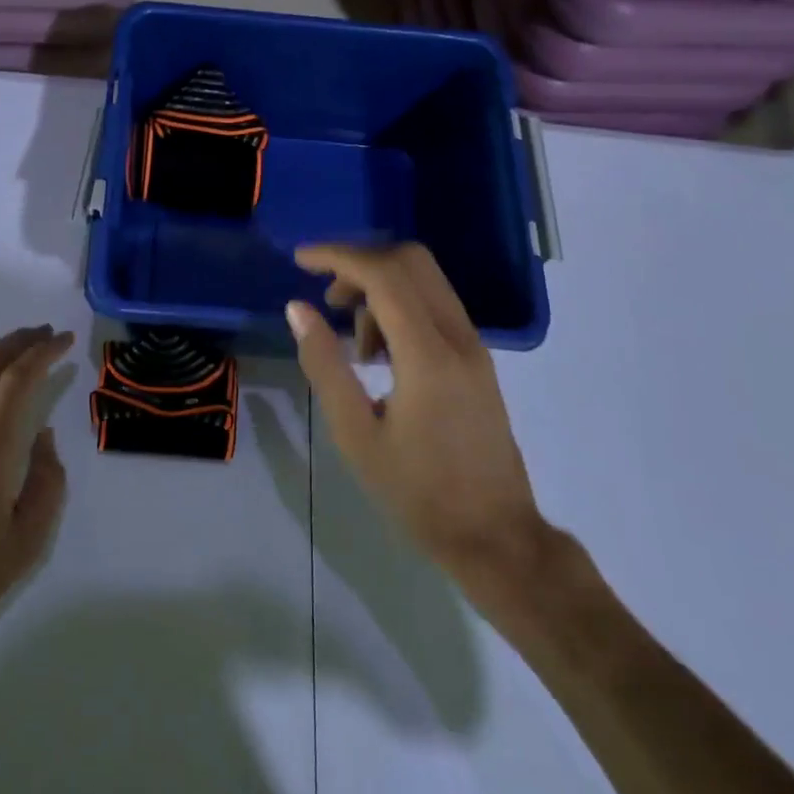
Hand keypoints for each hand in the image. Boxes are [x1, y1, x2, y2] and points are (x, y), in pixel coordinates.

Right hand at [287, 244, 544, 584]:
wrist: (495, 536)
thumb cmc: (418, 492)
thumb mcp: (355, 434)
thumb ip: (325, 364)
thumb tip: (298, 308)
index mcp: (428, 354)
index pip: (384, 274)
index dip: (338, 256)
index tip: (300, 260)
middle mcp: (458, 336)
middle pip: (410, 261)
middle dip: (360, 264)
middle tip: (328, 300)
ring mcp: (473, 345)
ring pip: (424, 280)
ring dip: (380, 288)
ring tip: (355, 345)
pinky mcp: (477, 358)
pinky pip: (435, 305)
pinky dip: (400, 307)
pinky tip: (380, 354)